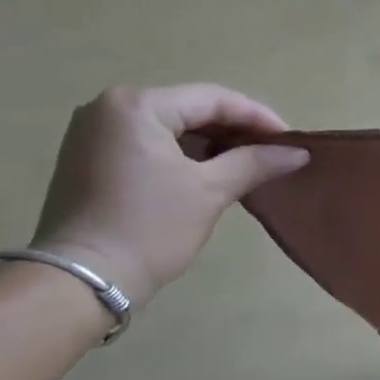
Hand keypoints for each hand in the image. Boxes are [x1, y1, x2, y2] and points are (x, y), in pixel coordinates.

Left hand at [30, 84, 307, 304]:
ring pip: (168, 127)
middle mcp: (108, 108)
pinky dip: (181, 155)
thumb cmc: (150, 228)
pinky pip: (147, 144)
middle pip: (188, 109)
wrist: (82, 281)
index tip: (291, 141)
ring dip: (209, 143)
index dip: (257, 117)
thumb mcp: (209, 191)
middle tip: (273, 152)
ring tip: (248, 163)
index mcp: (136, 105)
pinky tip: (209, 172)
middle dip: (234, 130)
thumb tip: (298, 153)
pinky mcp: (88, 159)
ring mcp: (92, 133)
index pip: (212, 99)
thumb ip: (255, 163)